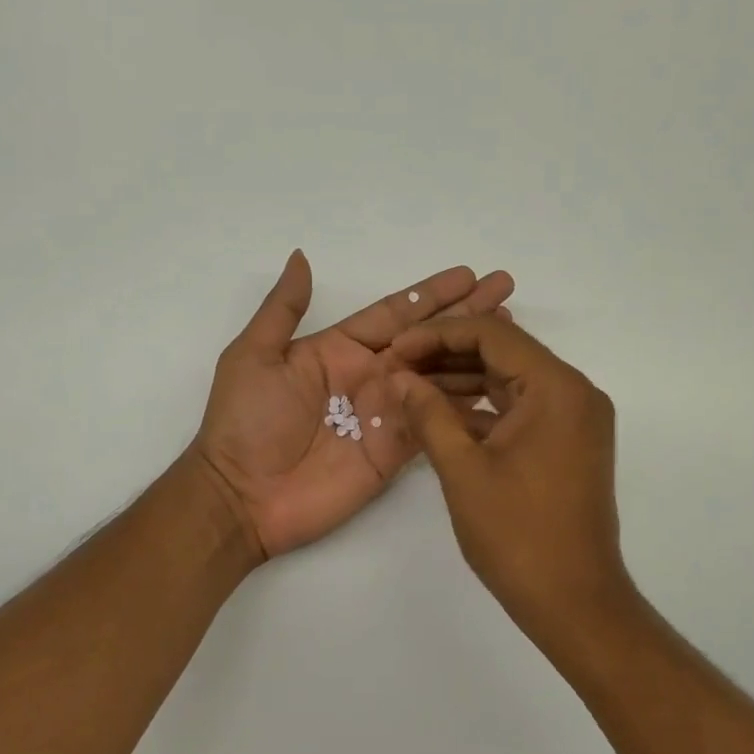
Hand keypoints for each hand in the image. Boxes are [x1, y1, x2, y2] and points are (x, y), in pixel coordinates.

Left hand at [193, 251, 514, 560]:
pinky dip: (466, 406)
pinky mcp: (395, 451)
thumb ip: (283, 309)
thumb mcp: (253, 356)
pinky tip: (497, 389)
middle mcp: (369, 377)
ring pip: (439, 377)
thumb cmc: (244, 423)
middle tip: (505, 293)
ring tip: (511, 336)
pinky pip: (436, 422)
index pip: (395, 314)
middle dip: (466, 317)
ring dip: (474, 356)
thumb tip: (301, 256)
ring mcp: (386, 414)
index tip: (468, 274)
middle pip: (428, 340)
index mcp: (338, 350)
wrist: (242, 497)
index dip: (432, 295)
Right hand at [387, 316, 632, 634]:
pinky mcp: (568, 444)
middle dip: (447, 355)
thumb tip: (399, 377)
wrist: (574, 601)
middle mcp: (574, 393)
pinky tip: (441, 416)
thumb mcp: (463, 470)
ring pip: (511, 382)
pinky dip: (483, 410)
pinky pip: (521, 410)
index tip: (395, 350)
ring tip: (410, 388)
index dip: (437, 335)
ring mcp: (575, 420)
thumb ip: (429, 414)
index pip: (493, 334)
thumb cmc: (518, 535)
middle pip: (504, 353)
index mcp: (557, 388)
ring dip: (462, 381)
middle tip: (397, 367)